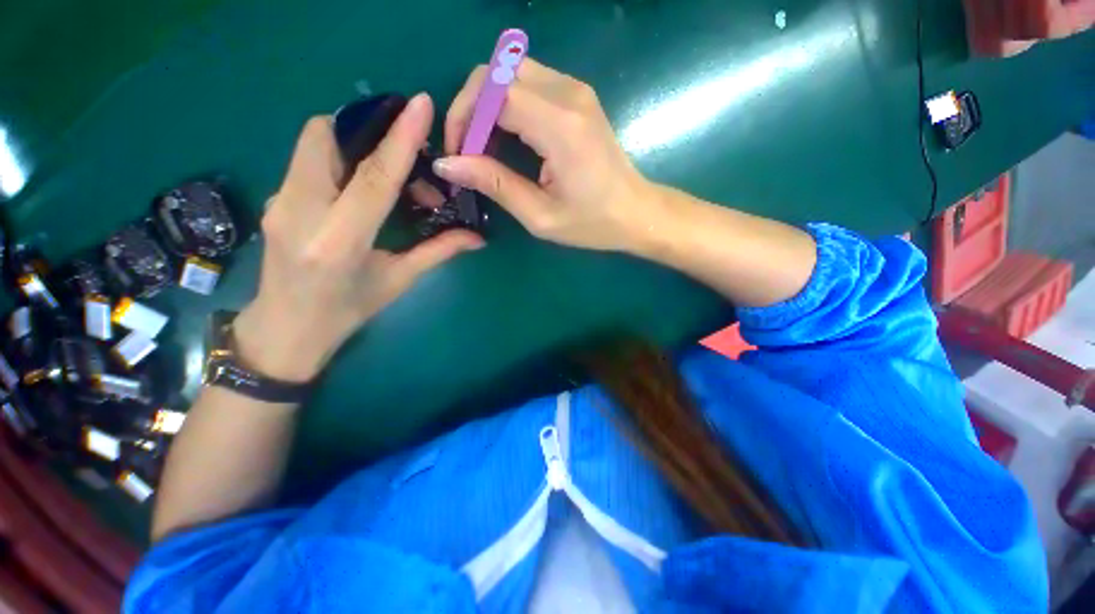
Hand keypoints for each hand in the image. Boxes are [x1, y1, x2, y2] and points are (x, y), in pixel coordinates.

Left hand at [233, 94, 483, 381]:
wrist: (285, 330)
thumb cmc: (347, 311)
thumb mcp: (398, 281)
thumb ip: (438, 252)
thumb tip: (478, 238)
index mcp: (339, 241)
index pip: (373, 178)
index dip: (399, 140)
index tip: (419, 104)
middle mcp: (300, 212)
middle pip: (325, 137)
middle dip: (366, 130)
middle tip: (404, 159)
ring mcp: (279, 202)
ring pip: (313, 143)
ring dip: (354, 146)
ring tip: (388, 183)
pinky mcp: (274, 198)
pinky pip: (307, 160)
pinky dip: (339, 161)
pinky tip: (360, 191)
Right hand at [434, 59, 657, 251]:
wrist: (636, 212)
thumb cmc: (593, 223)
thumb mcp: (540, 215)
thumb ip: (495, 184)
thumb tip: (448, 165)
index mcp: (560, 126)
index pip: (494, 92)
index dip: (465, 117)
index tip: (458, 154)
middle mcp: (569, 95)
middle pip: (498, 72)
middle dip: (472, 107)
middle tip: (468, 151)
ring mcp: (577, 91)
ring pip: (511, 74)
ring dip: (489, 106)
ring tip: (486, 149)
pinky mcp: (579, 97)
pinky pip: (529, 83)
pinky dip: (508, 105)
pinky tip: (509, 138)